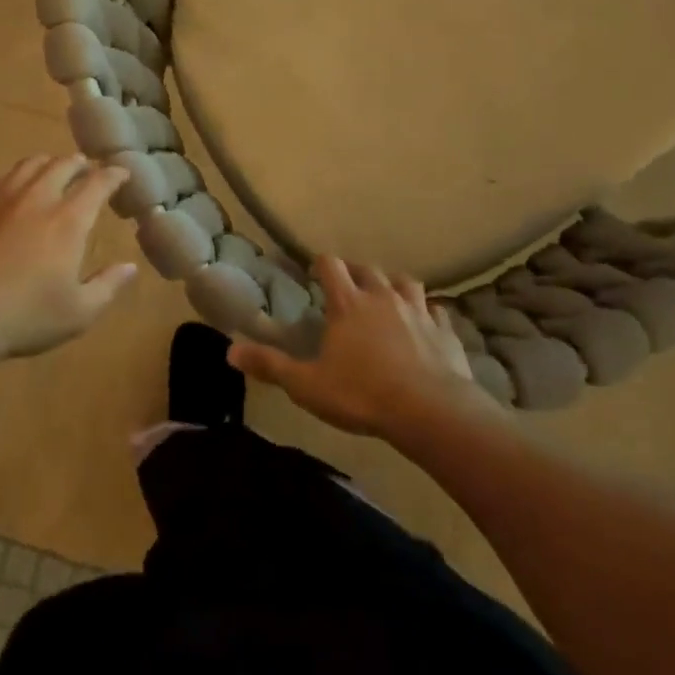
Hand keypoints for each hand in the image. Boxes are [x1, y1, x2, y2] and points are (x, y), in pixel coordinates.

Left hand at [0, 154, 135, 361]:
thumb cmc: (24, 317)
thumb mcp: (79, 312)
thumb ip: (108, 286)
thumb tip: (130, 266)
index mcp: (68, 220)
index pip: (98, 183)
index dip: (114, 175)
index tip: (122, 174)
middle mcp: (38, 198)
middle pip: (63, 165)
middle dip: (80, 164)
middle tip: (87, 170)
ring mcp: (1, 199)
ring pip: (30, 165)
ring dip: (48, 164)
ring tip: (53, 171)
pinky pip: (0, 178)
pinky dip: (16, 177)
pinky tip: (13, 189)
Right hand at [228, 256, 480, 438]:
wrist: (431, 411)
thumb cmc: (362, 394)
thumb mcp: (307, 385)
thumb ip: (270, 365)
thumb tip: (230, 350)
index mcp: (348, 303)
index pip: (331, 265)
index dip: (320, 264)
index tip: (313, 273)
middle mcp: (383, 297)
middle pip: (368, 270)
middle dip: (356, 274)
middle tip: (348, 288)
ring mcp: (418, 310)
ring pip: (406, 283)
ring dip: (394, 286)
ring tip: (387, 298)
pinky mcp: (444, 330)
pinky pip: (437, 311)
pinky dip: (429, 313)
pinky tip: (426, 324)